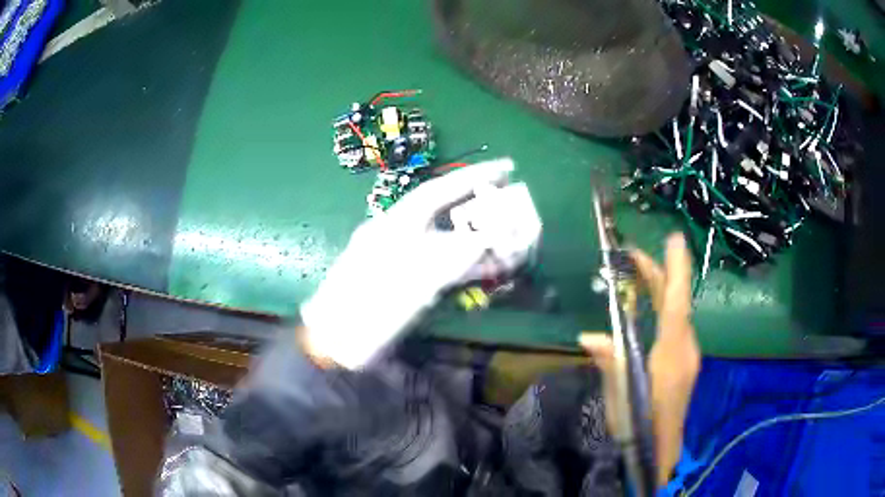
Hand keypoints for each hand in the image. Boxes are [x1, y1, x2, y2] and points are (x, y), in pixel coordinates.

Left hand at [302, 158, 538, 368]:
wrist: (337, 342)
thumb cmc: (369, 309)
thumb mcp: (414, 282)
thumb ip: (455, 259)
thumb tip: (491, 239)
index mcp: (395, 224)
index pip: (439, 190)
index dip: (473, 176)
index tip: (506, 166)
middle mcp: (398, 233)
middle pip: (445, 212)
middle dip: (479, 206)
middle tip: (513, 202)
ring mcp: (400, 256)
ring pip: (446, 239)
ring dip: (476, 239)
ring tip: (509, 240)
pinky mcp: (404, 278)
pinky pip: (440, 263)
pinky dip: (464, 264)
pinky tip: (485, 269)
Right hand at [580, 233, 700, 486]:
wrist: (660, 452)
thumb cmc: (640, 426)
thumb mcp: (620, 396)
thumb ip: (610, 363)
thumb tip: (588, 336)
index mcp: (671, 355)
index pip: (676, 304)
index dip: (676, 270)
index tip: (674, 239)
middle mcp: (685, 349)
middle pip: (677, 304)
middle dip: (661, 275)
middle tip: (635, 255)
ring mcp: (688, 356)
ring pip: (678, 315)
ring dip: (661, 291)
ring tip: (639, 273)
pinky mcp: (685, 363)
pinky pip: (677, 327)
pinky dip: (664, 309)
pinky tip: (650, 309)